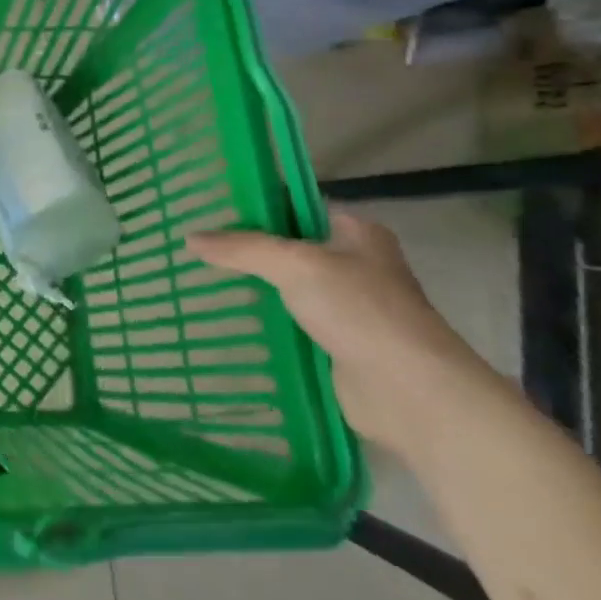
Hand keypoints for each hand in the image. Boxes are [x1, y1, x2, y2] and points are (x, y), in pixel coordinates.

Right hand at [192, 210, 505, 458]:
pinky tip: (230, 320)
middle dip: (249, 251)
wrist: (410, 393)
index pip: (298, 208)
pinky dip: (267, 323)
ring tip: (203, 282)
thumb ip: (241, 248)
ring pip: (289, 289)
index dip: (258, 207)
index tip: (213, 211)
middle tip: (200, 249)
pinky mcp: (340, 346)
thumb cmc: (360, 311)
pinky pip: (293, 324)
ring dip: (256, 290)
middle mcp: (357, 266)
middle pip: (291, 249)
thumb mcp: (294, 265)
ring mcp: (350, 309)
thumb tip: (190, 238)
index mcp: (358, 233)